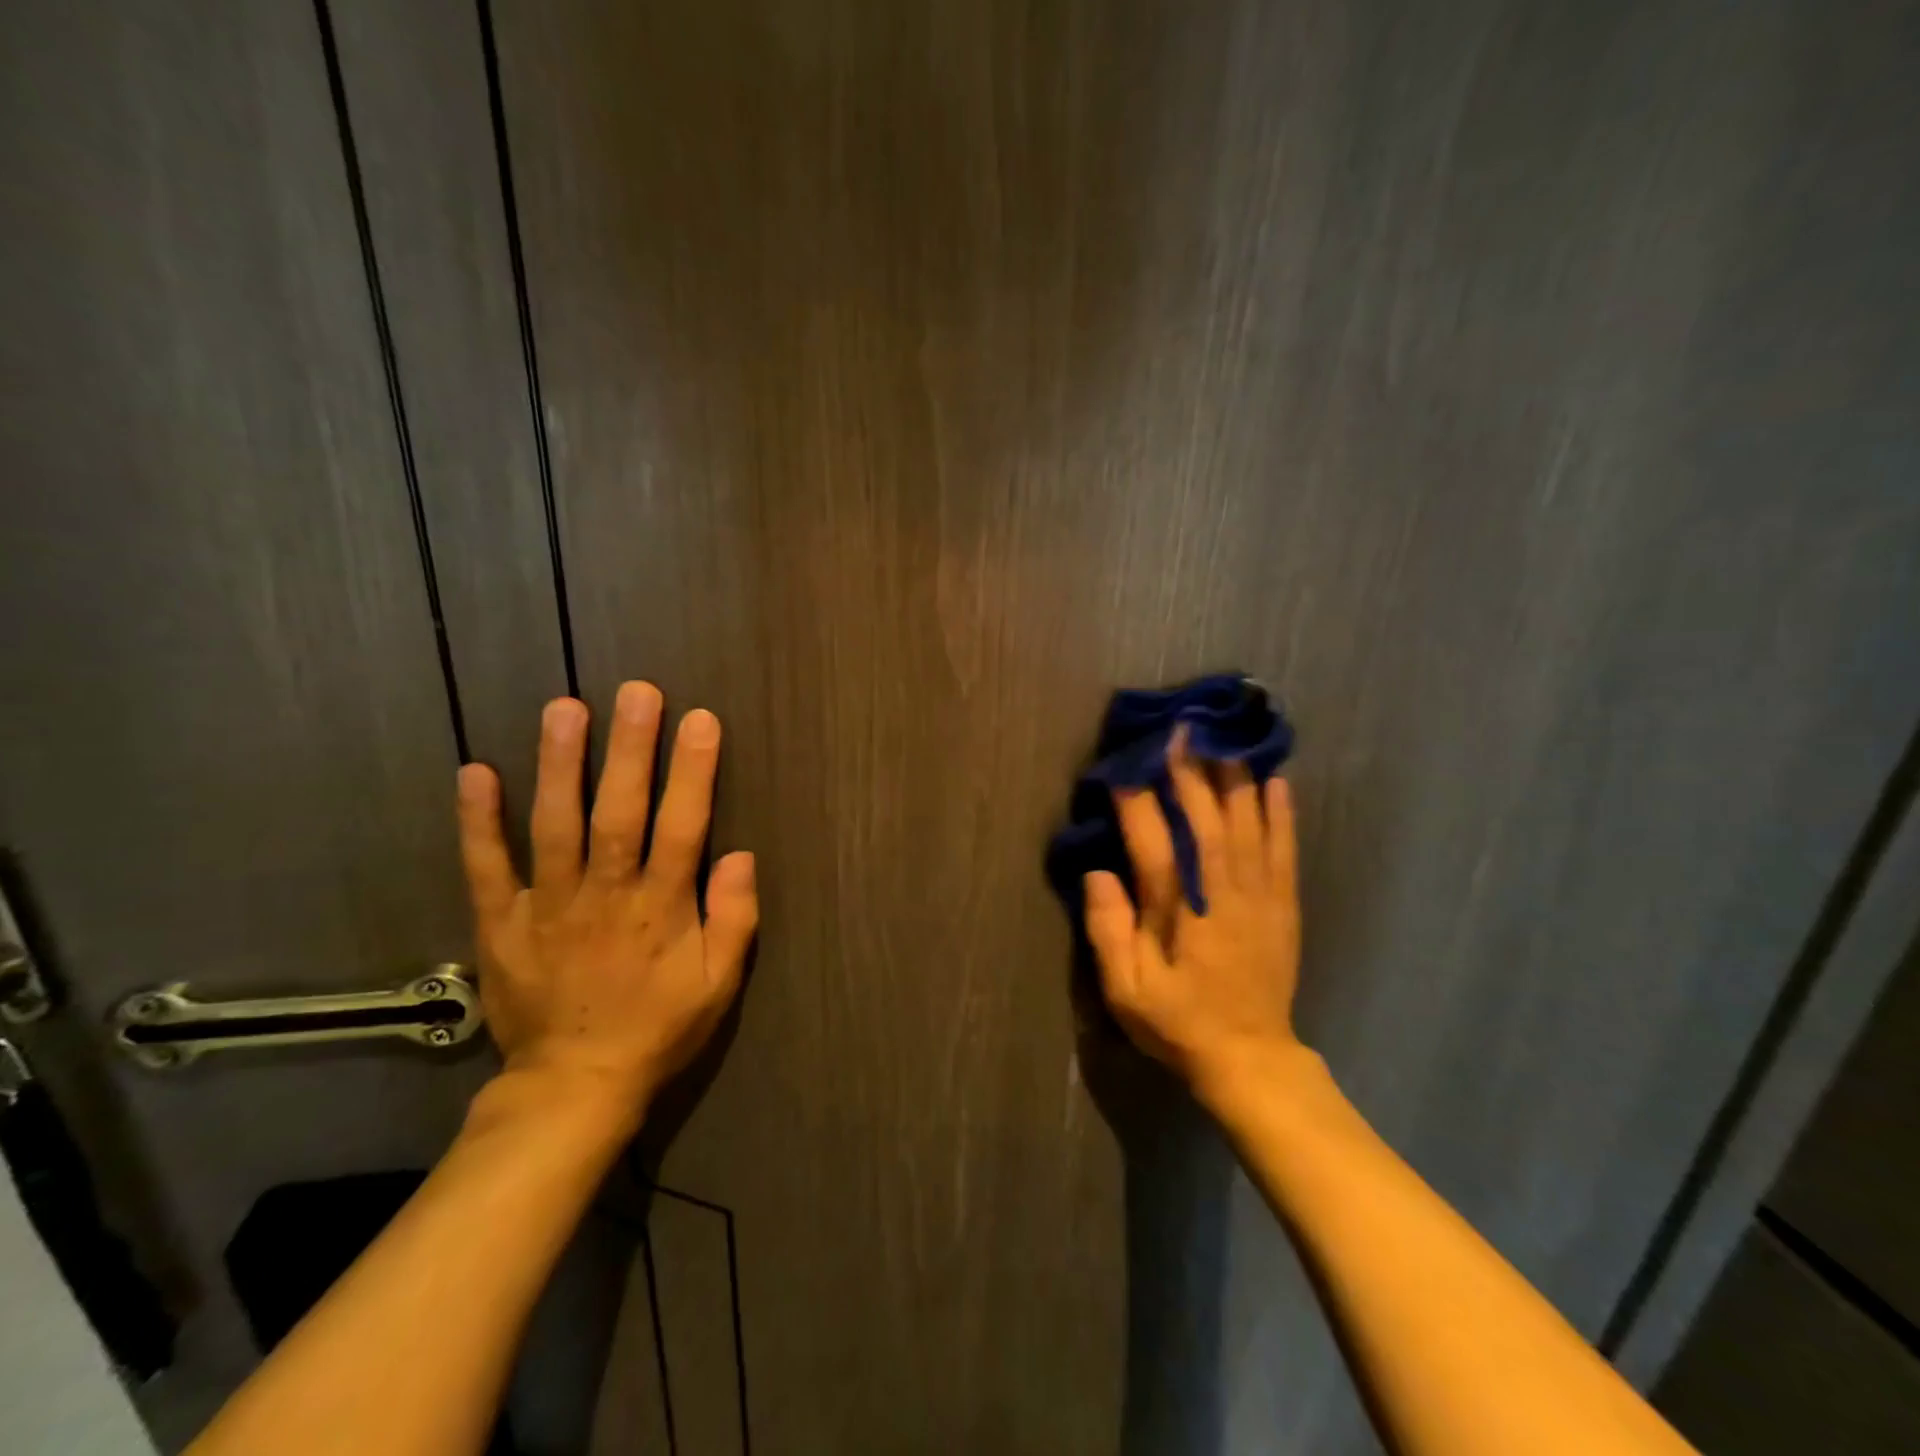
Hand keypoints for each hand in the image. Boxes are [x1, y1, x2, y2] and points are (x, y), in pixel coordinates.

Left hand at [454, 682, 757, 1121]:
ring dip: (560, 765)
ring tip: (565, 708)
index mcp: (661, 909)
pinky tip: (476, 772)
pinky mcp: (502, 923)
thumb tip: (742, 855)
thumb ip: (735, 919)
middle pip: (619, 812)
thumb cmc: (658, 1027)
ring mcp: (548, 906)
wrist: (575, 1085)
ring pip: (555, 826)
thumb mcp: (720, 984)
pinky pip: (487, 867)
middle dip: (630, 749)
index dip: (693, 772)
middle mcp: (605, 895)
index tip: (701, 720)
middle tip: (636, 691)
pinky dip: (478, 821)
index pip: (683, 827)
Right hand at [1082, 730, 1301, 1107]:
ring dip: (1235, 779)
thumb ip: (1109, 932)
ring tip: (1223, 738)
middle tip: (1178, 731)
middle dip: (1190, 774)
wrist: (1250, 1058)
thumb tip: (1098, 874)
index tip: (1123, 768)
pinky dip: (1282, 812)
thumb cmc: (1180, 1024)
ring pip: (1248, 825)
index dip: (1137, 804)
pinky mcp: (1284, 905)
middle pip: (1206, 822)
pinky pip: (1284, 849)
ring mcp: (1260, 897)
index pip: (1154, 846)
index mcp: (1181, 915)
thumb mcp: (1127, 992)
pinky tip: (1277, 780)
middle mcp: (1223, 895)